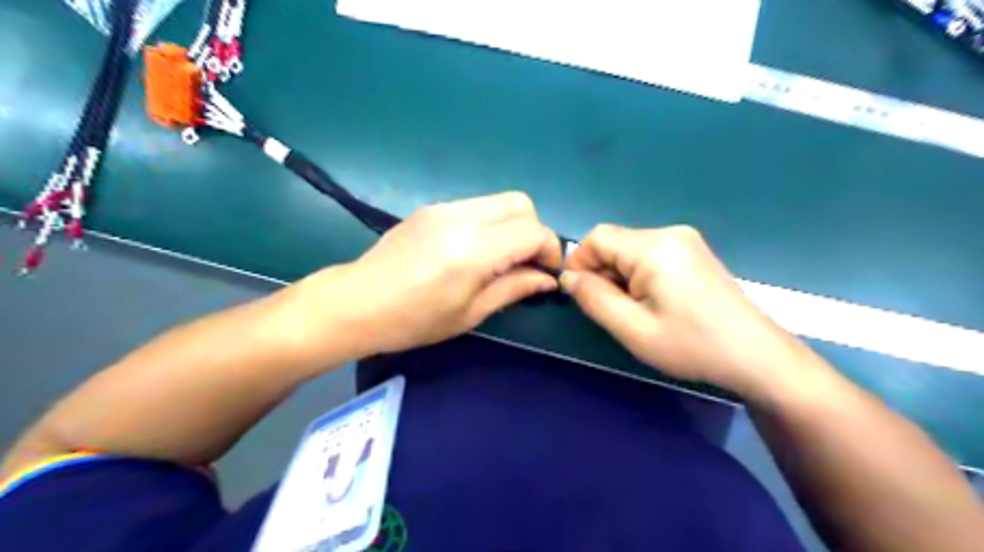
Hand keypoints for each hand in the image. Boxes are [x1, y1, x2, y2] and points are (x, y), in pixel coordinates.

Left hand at [290, 194, 560, 357]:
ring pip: (499, 201)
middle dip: (534, 231)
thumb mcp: (471, 312)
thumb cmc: (415, 320)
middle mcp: (462, 217)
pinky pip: (475, 206)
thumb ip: (514, 288)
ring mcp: (444, 207)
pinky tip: (473, 250)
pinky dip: (489, 223)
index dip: (550, 250)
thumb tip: (547, 279)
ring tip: (500, 258)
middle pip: (521, 203)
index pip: (533, 231)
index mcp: (474, 250)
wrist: (358, 302)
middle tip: (525, 262)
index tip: (547, 273)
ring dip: (511, 225)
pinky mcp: (431, 208)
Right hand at [556, 224, 820, 396]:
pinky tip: (653, 301)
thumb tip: (568, 277)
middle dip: (602, 272)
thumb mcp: (632, 329)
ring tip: (635, 309)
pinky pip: (650, 254)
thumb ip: (593, 298)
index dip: (579, 262)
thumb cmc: (691, 345)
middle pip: (615, 242)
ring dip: (620, 275)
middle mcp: (669, 233)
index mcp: (653, 247)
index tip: (580, 295)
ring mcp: (685, 240)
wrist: (756, 355)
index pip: (597, 237)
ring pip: (630, 249)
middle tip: (612, 310)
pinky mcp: (694, 251)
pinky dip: (638, 274)